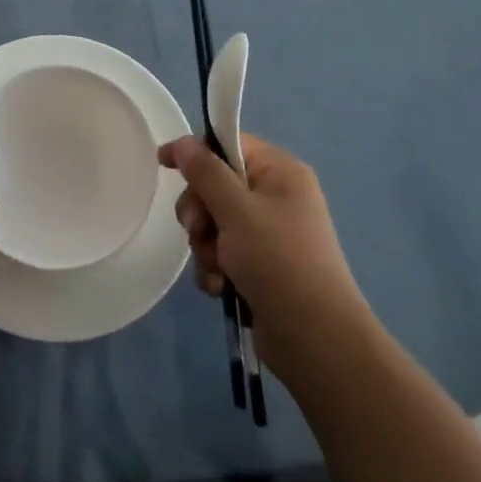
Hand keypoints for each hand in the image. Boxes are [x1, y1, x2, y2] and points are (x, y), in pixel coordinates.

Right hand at [160, 134, 368, 374]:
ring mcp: (269, 234)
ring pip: (215, 223)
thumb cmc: (278, 261)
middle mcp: (276, 197)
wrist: (317, 341)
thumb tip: (184, 141)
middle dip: (200, 211)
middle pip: (216, 185)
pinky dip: (216, 268)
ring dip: (206, 246)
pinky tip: (221, 288)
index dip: (196, 152)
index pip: (229, 144)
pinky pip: (223, 253)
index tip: (163, 164)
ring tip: (217, 269)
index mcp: (280, 172)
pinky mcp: (261, 266)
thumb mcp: (237, 211)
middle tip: (198, 230)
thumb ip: (206, 173)